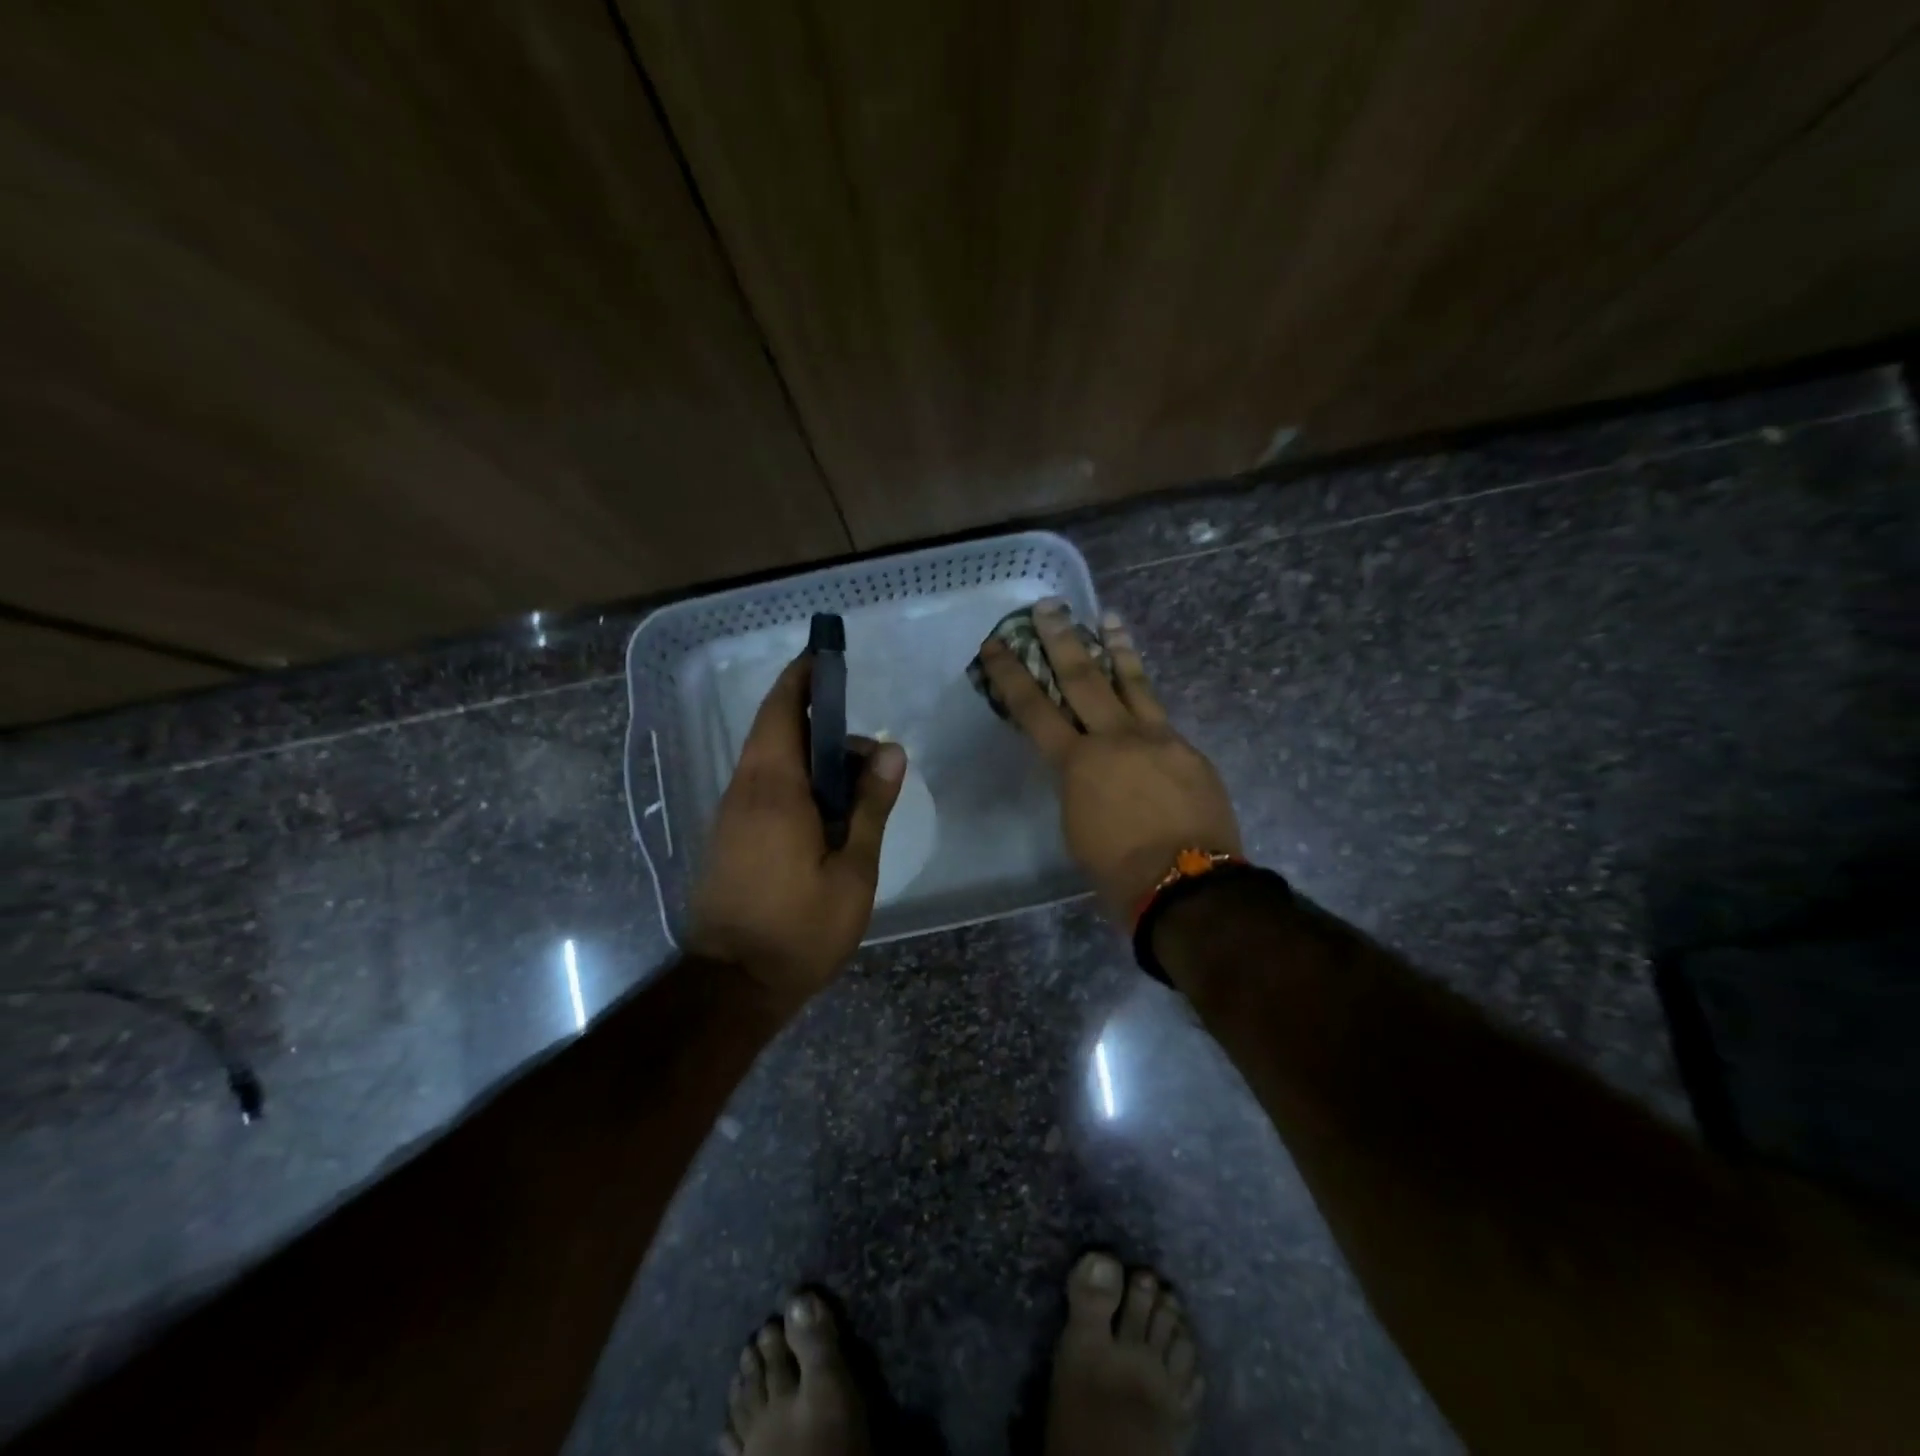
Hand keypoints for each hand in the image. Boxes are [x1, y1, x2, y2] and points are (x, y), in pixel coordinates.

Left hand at [687, 656, 906, 1006]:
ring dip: (809, 758)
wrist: (732, 985)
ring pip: (770, 762)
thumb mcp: (852, 871)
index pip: (781, 711)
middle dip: (818, 724)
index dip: (801, 679)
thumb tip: (889, 750)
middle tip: (868, 755)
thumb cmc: (799, 929)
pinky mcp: (728, 838)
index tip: (826, 658)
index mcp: (773, 789)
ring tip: (855, 787)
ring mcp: (730, 815)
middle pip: (776, 732)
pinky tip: (826, 813)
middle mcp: (744, 791)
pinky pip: (762, 789)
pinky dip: (794, 782)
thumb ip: (870, 807)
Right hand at [980, 600, 1240, 920]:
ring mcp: (1158, 739)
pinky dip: (1147, 699)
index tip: (996, 645)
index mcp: (1078, 763)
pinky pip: (1162, 716)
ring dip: (1117, 648)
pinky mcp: (1189, 750)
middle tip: (1050, 607)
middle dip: (1062, 640)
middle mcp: (1115, 738)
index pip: (1034, 709)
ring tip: (1108, 618)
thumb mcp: (1076, 825)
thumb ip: (1077, 784)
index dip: (1011, 674)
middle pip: (1084, 678)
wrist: (1187, 886)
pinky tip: (1145, 695)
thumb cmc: (1117, 870)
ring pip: (1133, 683)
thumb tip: (1086, 768)